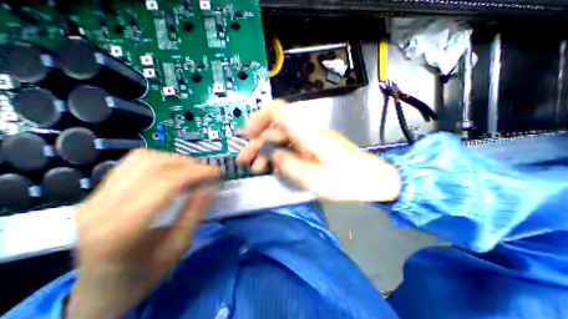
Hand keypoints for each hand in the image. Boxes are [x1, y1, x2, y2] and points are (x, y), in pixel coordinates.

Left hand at [66, 149, 217, 318]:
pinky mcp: (98, 192)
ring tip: (193, 170)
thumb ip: (194, 213)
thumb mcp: (178, 247)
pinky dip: (160, 161)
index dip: (196, 172)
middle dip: (189, 164)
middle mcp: (102, 207)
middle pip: (154, 166)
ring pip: (143, 158)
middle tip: (208, 172)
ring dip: (175, 160)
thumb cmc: (144, 274)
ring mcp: (95, 196)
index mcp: (122, 229)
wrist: (100, 289)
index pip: (165, 183)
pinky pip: (134, 162)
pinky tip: (173, 171)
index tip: (217, 172)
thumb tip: (210, 187)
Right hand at [238, 102, 400, 201]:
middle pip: (275, 129)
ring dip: (265, 152)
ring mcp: (309, 141)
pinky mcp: (312, 149)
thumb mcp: (314, 178)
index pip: (278, 111)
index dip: (258, 118)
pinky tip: (275, 169)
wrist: (374, 180)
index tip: (245, 135)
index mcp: (307, 134)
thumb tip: (272, 155)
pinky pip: (290, 148)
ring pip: (281, 140)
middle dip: (256, 143)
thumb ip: (289, 165)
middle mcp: (306, 133)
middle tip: (244, 161)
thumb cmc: (348, 181)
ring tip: (256, 169)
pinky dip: (278, 157)